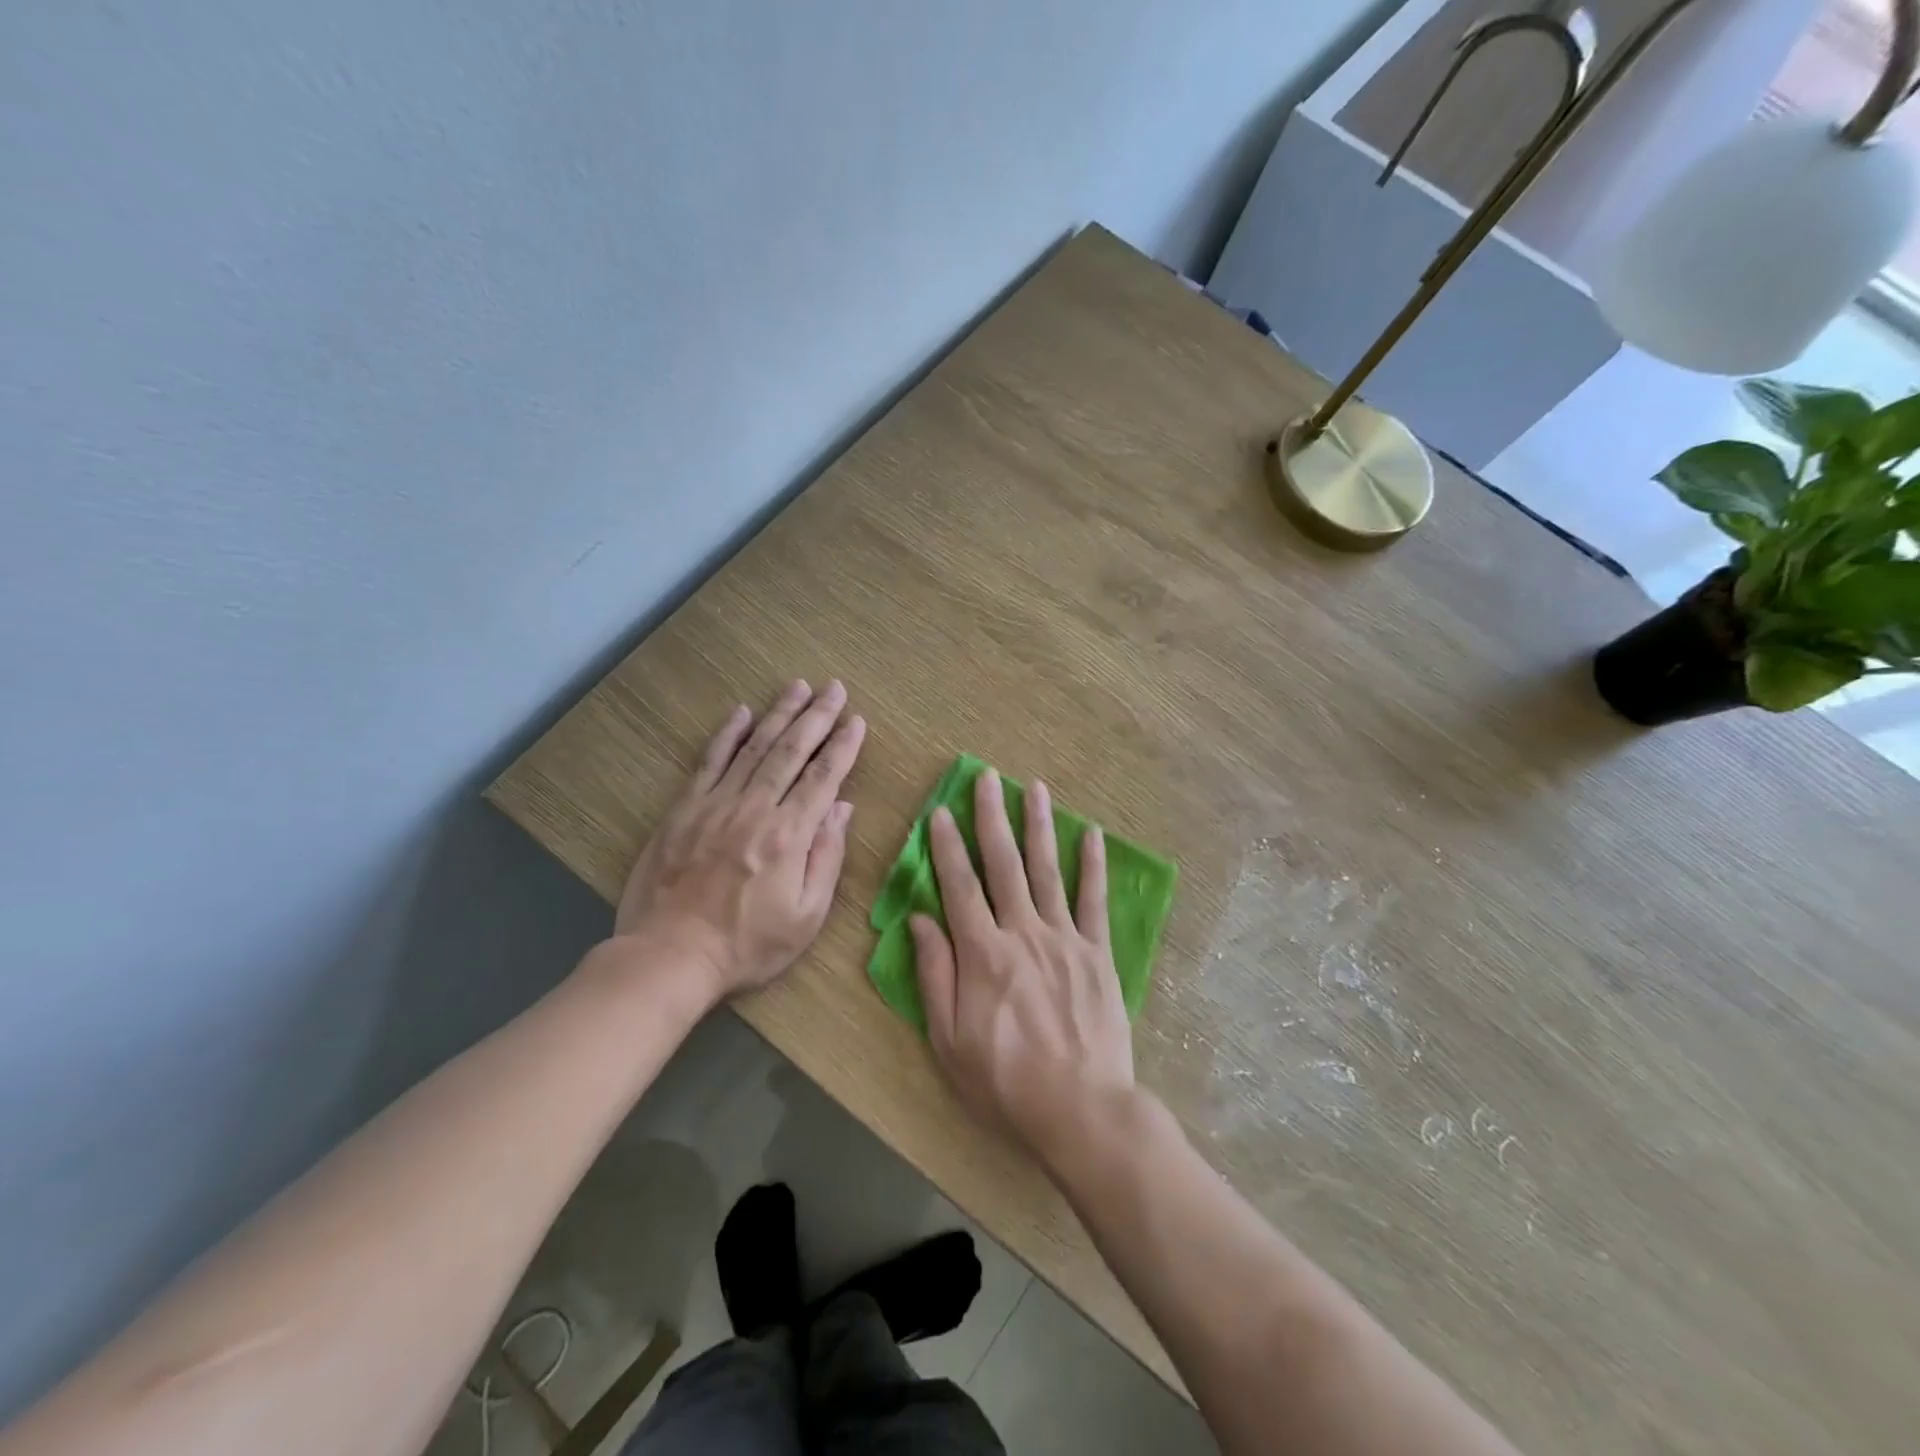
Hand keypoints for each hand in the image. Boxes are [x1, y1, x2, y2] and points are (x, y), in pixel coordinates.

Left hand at [613, 679, 864, 997]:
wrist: (670, 955)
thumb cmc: (747, 945)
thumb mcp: (807, 916)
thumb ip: (827, 857)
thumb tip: (842, 809)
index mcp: (789, 835)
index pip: (824, 778)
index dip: (843, 746)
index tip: (857, 721)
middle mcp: (755, 809)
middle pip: (792, 751)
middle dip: (817, 716)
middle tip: (834, 687)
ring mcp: (716, 804)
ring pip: (754, 747)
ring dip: (779, 714)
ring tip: (798, 687)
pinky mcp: (685, 809)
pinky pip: (710, 761)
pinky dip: (727, 734)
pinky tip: (742, 712)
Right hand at [910, 769, 1134, 1160]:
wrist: (1081, 1109)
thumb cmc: (1005, 1080)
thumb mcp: (949, 1039)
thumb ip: (935, 974)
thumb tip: (920, 919)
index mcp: (982, 953)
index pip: (959, 886)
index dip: (947, 846)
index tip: (940, 811)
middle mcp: (1022, 932)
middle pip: (1004, 864)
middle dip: (992, 817)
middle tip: (988, 777)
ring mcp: (1064, 938)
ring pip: (1048, 870)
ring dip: (1039, 826)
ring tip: (1034, 787)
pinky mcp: (1097, 953)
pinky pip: (1094, 901)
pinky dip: (1093, 865)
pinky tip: (1092, 834)